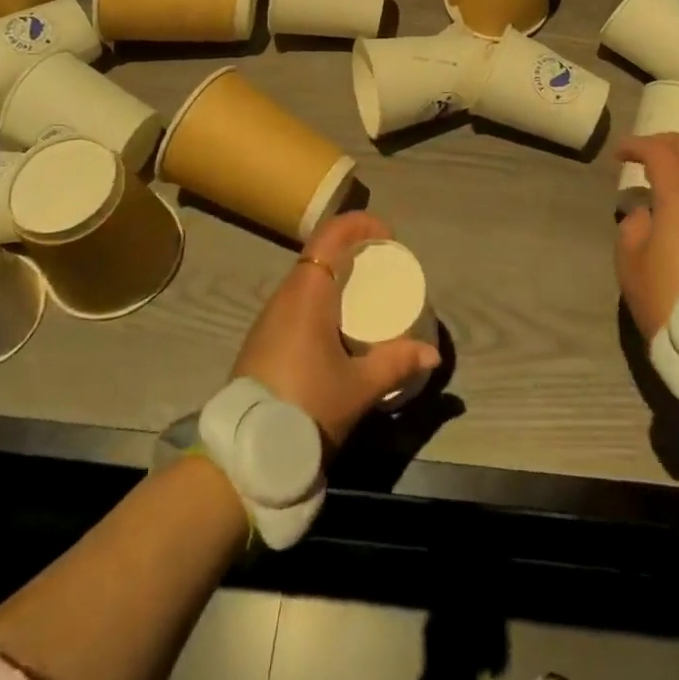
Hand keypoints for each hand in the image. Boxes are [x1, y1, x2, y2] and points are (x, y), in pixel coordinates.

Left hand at [231, 211, 440, 452]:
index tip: (388, 238)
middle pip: (319, 253)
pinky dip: (321, 299)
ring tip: (365, 296)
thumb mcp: (359, 387)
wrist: (246, 454)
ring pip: (306, 279)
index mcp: (307, 293)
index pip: (331, 235)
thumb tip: (432, 352)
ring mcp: (269, 318)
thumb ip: (396, 363)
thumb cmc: (307, 407)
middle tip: (383, 267)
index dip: (361, 224)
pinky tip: (337, 328)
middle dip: (353, 251)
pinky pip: (296, 303)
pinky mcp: (262, 340)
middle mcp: (284, 296)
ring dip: (335, 276)